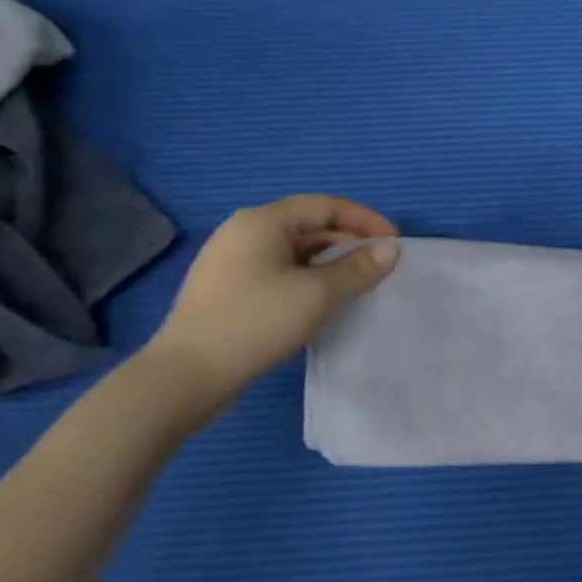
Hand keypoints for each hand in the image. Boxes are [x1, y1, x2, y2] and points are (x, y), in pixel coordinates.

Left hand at [145, 195, 399, 398]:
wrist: (186, 376)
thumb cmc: (256, 322)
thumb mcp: (318, 294)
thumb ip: (359, 268)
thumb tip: (391, 251)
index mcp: (263, 221)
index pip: (327, 205)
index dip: (366, 220)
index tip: (395, 244)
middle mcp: (245, 232)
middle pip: (310, 224)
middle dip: (350, 241)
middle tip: (380, 266)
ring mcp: (233, 261)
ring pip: (296, 250)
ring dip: (331, 262)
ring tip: (358, 284)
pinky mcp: (229, 288)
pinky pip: (281, 270)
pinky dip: (309, 278)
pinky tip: (324, 301)